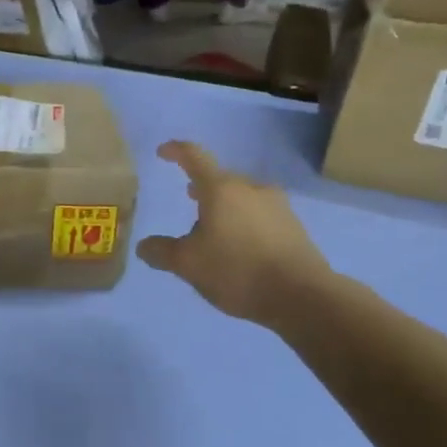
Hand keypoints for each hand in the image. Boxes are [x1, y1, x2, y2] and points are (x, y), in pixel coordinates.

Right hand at [136, 141, 334, 324]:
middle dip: (202, 187)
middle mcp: (251, 188)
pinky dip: (243, 221)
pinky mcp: (294, 226)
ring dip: (224, 205)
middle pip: (220, 178)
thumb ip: (162, 252)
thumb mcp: (188, 265)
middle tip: (189, 198)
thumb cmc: (237, 270)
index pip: (194, 157)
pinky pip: (260, 214)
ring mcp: (277, 205)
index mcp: (221, 189)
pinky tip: (240, 246)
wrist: (302, 295)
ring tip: (213, 226)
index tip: (163, 152)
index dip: (176, 151)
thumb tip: (144, 246)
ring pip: (242, 197)